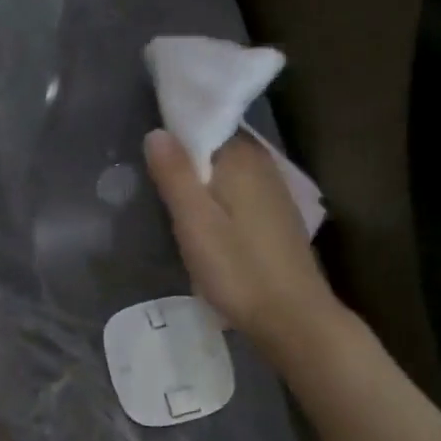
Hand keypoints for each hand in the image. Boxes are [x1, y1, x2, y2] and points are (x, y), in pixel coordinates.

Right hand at [143, 129, 337, 352]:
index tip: (147, 142)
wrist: (292, 318)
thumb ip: (175, 174)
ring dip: (202, 175)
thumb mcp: (194, 221)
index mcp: (243, 157)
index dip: (176, 127)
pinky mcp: (276, 216)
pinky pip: (239, 189)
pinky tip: (203, 215)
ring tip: (168, 190)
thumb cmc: (237, 269)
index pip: (206, 122)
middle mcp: (263, 164)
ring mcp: (274, 190)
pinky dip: (218, 194)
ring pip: (228, 169)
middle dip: (186, 152)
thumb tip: (157, 131)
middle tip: (149, 169)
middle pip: (217, 146)